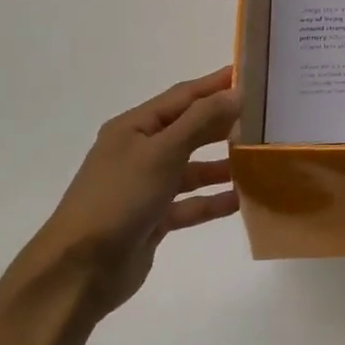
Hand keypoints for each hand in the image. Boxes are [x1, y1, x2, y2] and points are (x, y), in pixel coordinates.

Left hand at [4, 67, 240, 320]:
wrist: (80, 268)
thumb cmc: (119, 199)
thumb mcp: (161, 153)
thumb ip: (200, 122)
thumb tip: (236, 92)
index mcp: (134, 127)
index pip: (182, 97)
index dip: (215, 85)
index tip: (251, 75)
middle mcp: (139, 152)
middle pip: (189, 130)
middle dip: (223, 124)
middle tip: (264, 118)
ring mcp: (146, 187)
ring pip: (192, 169)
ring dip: (222, 164)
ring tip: (259, 159)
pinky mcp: (154, 219)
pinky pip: (191, 204)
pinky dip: (214, 201)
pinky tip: (242, 200)